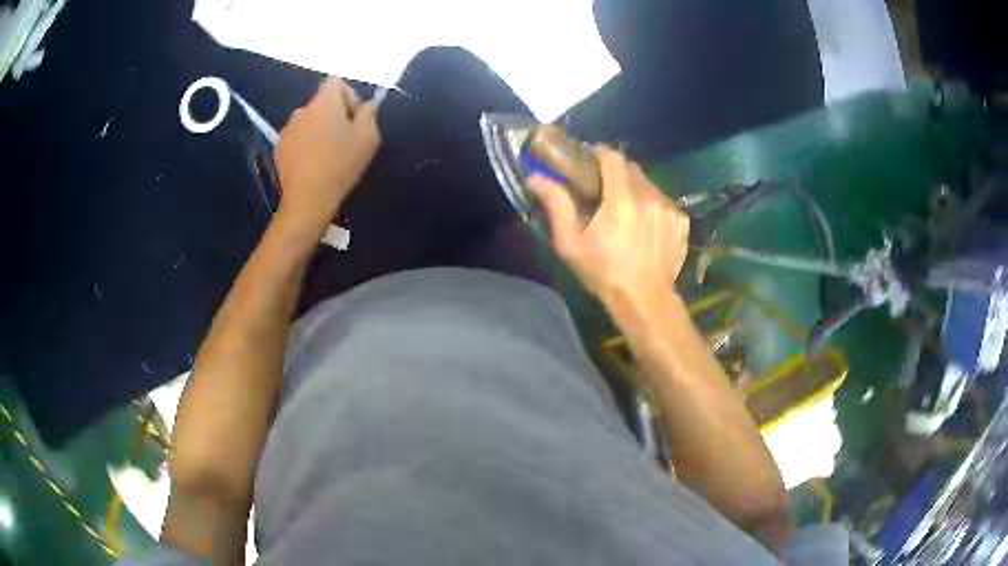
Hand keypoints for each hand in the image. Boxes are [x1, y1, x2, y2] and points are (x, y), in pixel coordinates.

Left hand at [274, 77, 380, 239]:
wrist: (308, 199)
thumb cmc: (341, 164)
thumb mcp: (368, 137)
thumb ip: (369, 114)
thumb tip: (367, 105)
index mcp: (324, 102)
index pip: (336, 82)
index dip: (349, 96)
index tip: (355, 119)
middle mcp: (302, 109)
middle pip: (322, 102)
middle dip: (334, 114)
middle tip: (344, 139)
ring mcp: (287, 129)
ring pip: (309, 120)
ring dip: (319, 129)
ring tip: (327, 153)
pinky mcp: (279, 148)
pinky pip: (297, 137)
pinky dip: (305, 144)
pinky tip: (313, 163)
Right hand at [528, 146, 688, 311]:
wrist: (645, 301)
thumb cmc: (604, 273)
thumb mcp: (571, 244)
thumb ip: (556, 205)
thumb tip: (535, 177)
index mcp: (622, 199)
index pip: (613, 157)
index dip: (599, 153)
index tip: (589, 160)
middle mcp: (650, 197)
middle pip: (632, 169)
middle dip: (616, 172)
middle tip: (603, 188)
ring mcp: (670, 209)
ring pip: (648, 185)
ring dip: (635, 189)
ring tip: (625, 210)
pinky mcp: (681, 221)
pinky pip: (663, 202)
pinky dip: (652, 206)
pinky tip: (644, 225)